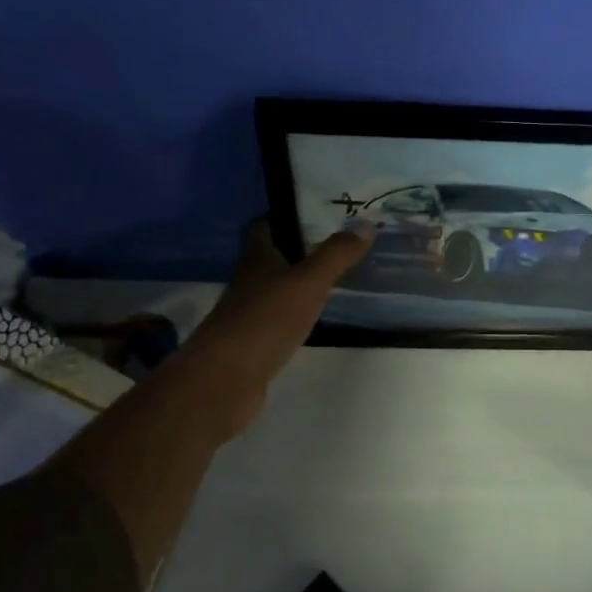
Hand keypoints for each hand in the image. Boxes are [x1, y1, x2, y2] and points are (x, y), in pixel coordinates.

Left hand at [168, 219, 371, 440]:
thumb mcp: (309, 282)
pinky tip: (317, 317)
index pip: (264, 225)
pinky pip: (278, 319)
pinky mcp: (253, 342)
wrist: (226, 378)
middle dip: (299, 249)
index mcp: (256, 257)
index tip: (316, 213)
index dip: (285, 216)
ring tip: (335, 278)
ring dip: (298, 283)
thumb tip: (365, 224)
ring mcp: (248, 313)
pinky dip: (296, 314)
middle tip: (337, 245)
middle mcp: (248, 280)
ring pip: (276, 288)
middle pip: (271, 257)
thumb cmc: (266, 319)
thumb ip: (336, 255)